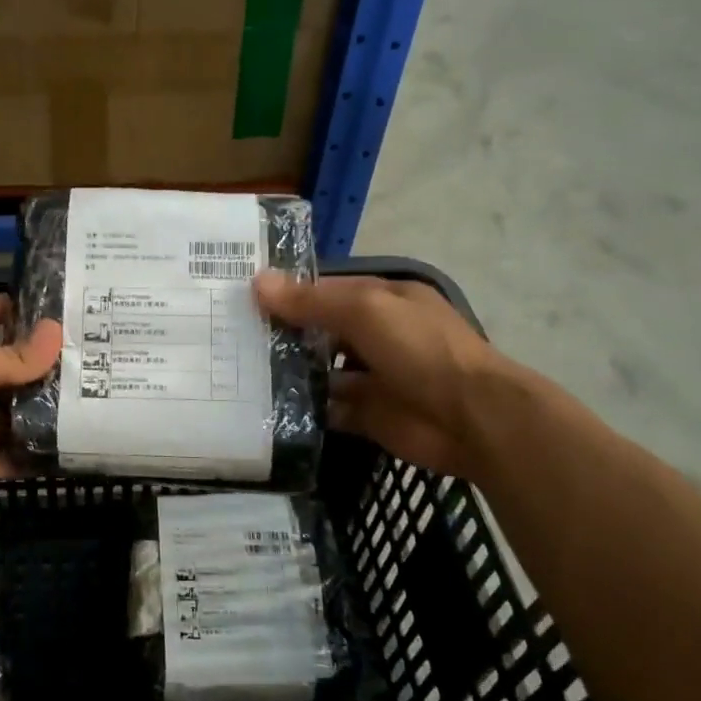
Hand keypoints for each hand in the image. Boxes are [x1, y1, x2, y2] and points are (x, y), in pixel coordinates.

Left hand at [0, 293, 61, 520]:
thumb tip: (56, 333)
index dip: (2, 308)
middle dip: (34, 359)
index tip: (42, 304)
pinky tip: (75, 437)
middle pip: (0, 365)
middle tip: (80, 351)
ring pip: (12, 410)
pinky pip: (16, 452)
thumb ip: (12, 355)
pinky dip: (40, 449)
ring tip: (89, 391)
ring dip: (43, 403)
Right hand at [255, 272, 503, 475]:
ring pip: (320, 370)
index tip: (242, 298)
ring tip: (237, 372)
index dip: (288, 293)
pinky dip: (302, 408)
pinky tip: (264, 407)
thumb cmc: (420, 349)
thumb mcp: (365, 310)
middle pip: (320, 330)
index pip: (326, 290)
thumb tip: (257, 282)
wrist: (470, 418)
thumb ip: (312, 300)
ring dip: (288, 371)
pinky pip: (326, 409)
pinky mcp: (366, 415)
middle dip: (281, 333)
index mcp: (382, 300)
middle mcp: (376, 335)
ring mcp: (371, 377)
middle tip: (229, 337)